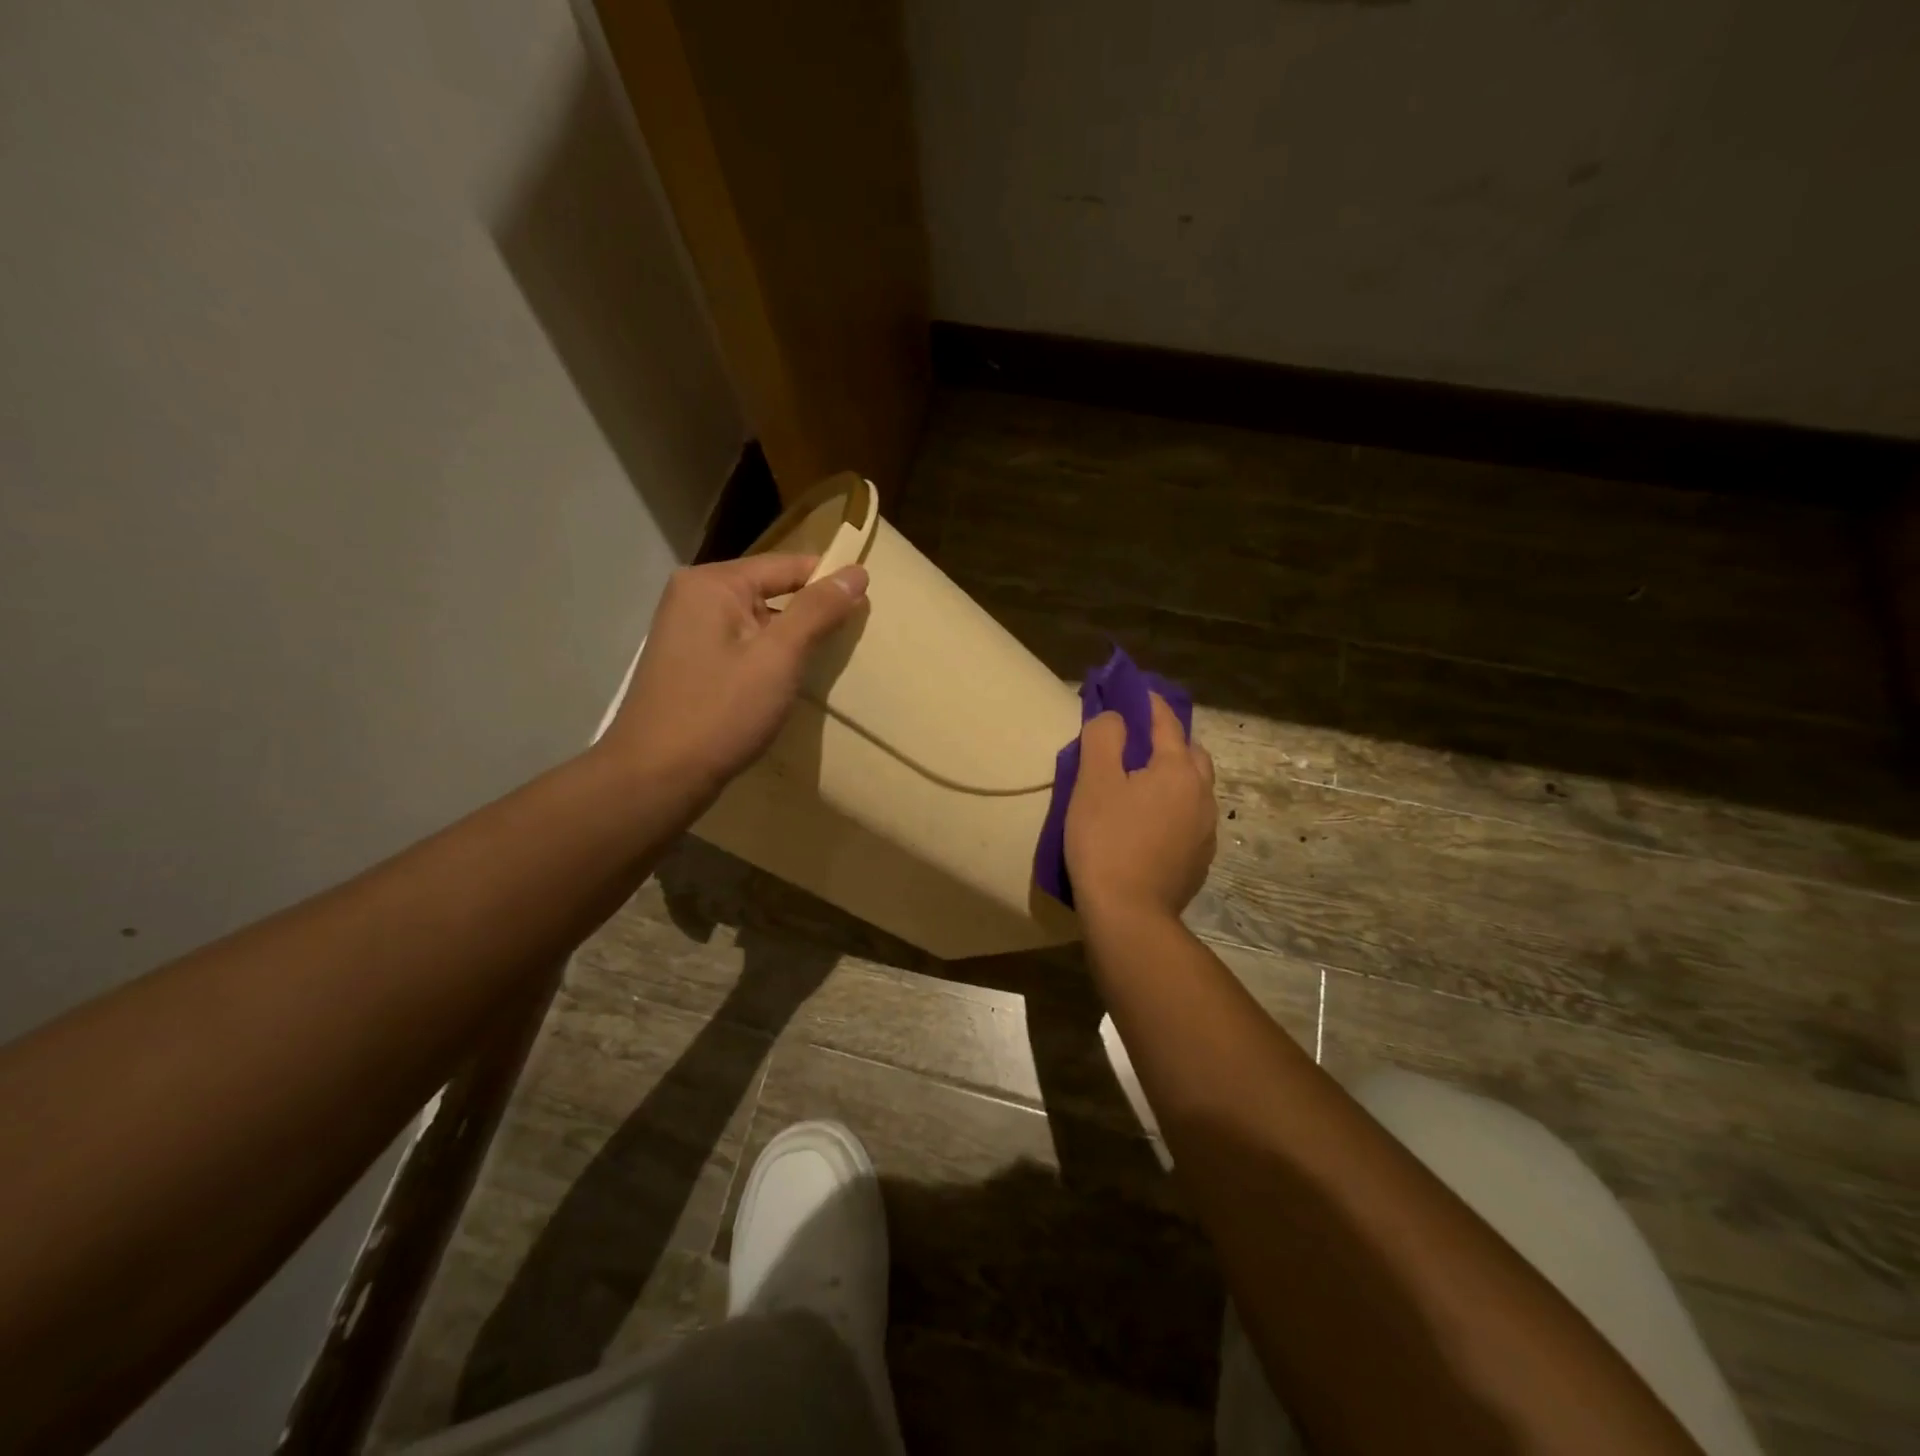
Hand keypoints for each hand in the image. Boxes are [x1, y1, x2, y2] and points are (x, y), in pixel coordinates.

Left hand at [601, 554, 868, 797]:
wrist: (656, 777)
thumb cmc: (721, 713)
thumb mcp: (778, 658)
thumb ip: (818, 610)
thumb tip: (857, 571)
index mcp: (712, 583)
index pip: (787, 565)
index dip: (830, 582)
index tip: (868, 607)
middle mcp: (694, 596)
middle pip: (771, 590)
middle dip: (810, 614)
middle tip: (850, 640)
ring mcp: (688, 630)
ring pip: (757, 621)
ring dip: (790, 640)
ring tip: (824, 663)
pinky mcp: (690, 662)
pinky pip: (741, 645)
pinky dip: (768, 657)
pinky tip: (786, 682)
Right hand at [1065, 693, 1217, 923]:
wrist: (1129, 914)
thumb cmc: (1106, 841)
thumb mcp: (1093, 781)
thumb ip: (1104, 737)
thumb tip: (1116, 719)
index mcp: (1179, 769)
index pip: (1166, 721)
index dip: (1148, 702)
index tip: (1132, 691)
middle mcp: (1202, 794)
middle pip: (1190, 753)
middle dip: (1168, 740)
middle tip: (1137, 742)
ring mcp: (1206, 830)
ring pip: (1194, 787)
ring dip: (1174, 775)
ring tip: (1143, 783)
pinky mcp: (1200, 859)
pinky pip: (1190, 817)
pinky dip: (1174, 806)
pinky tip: (1151, 822)